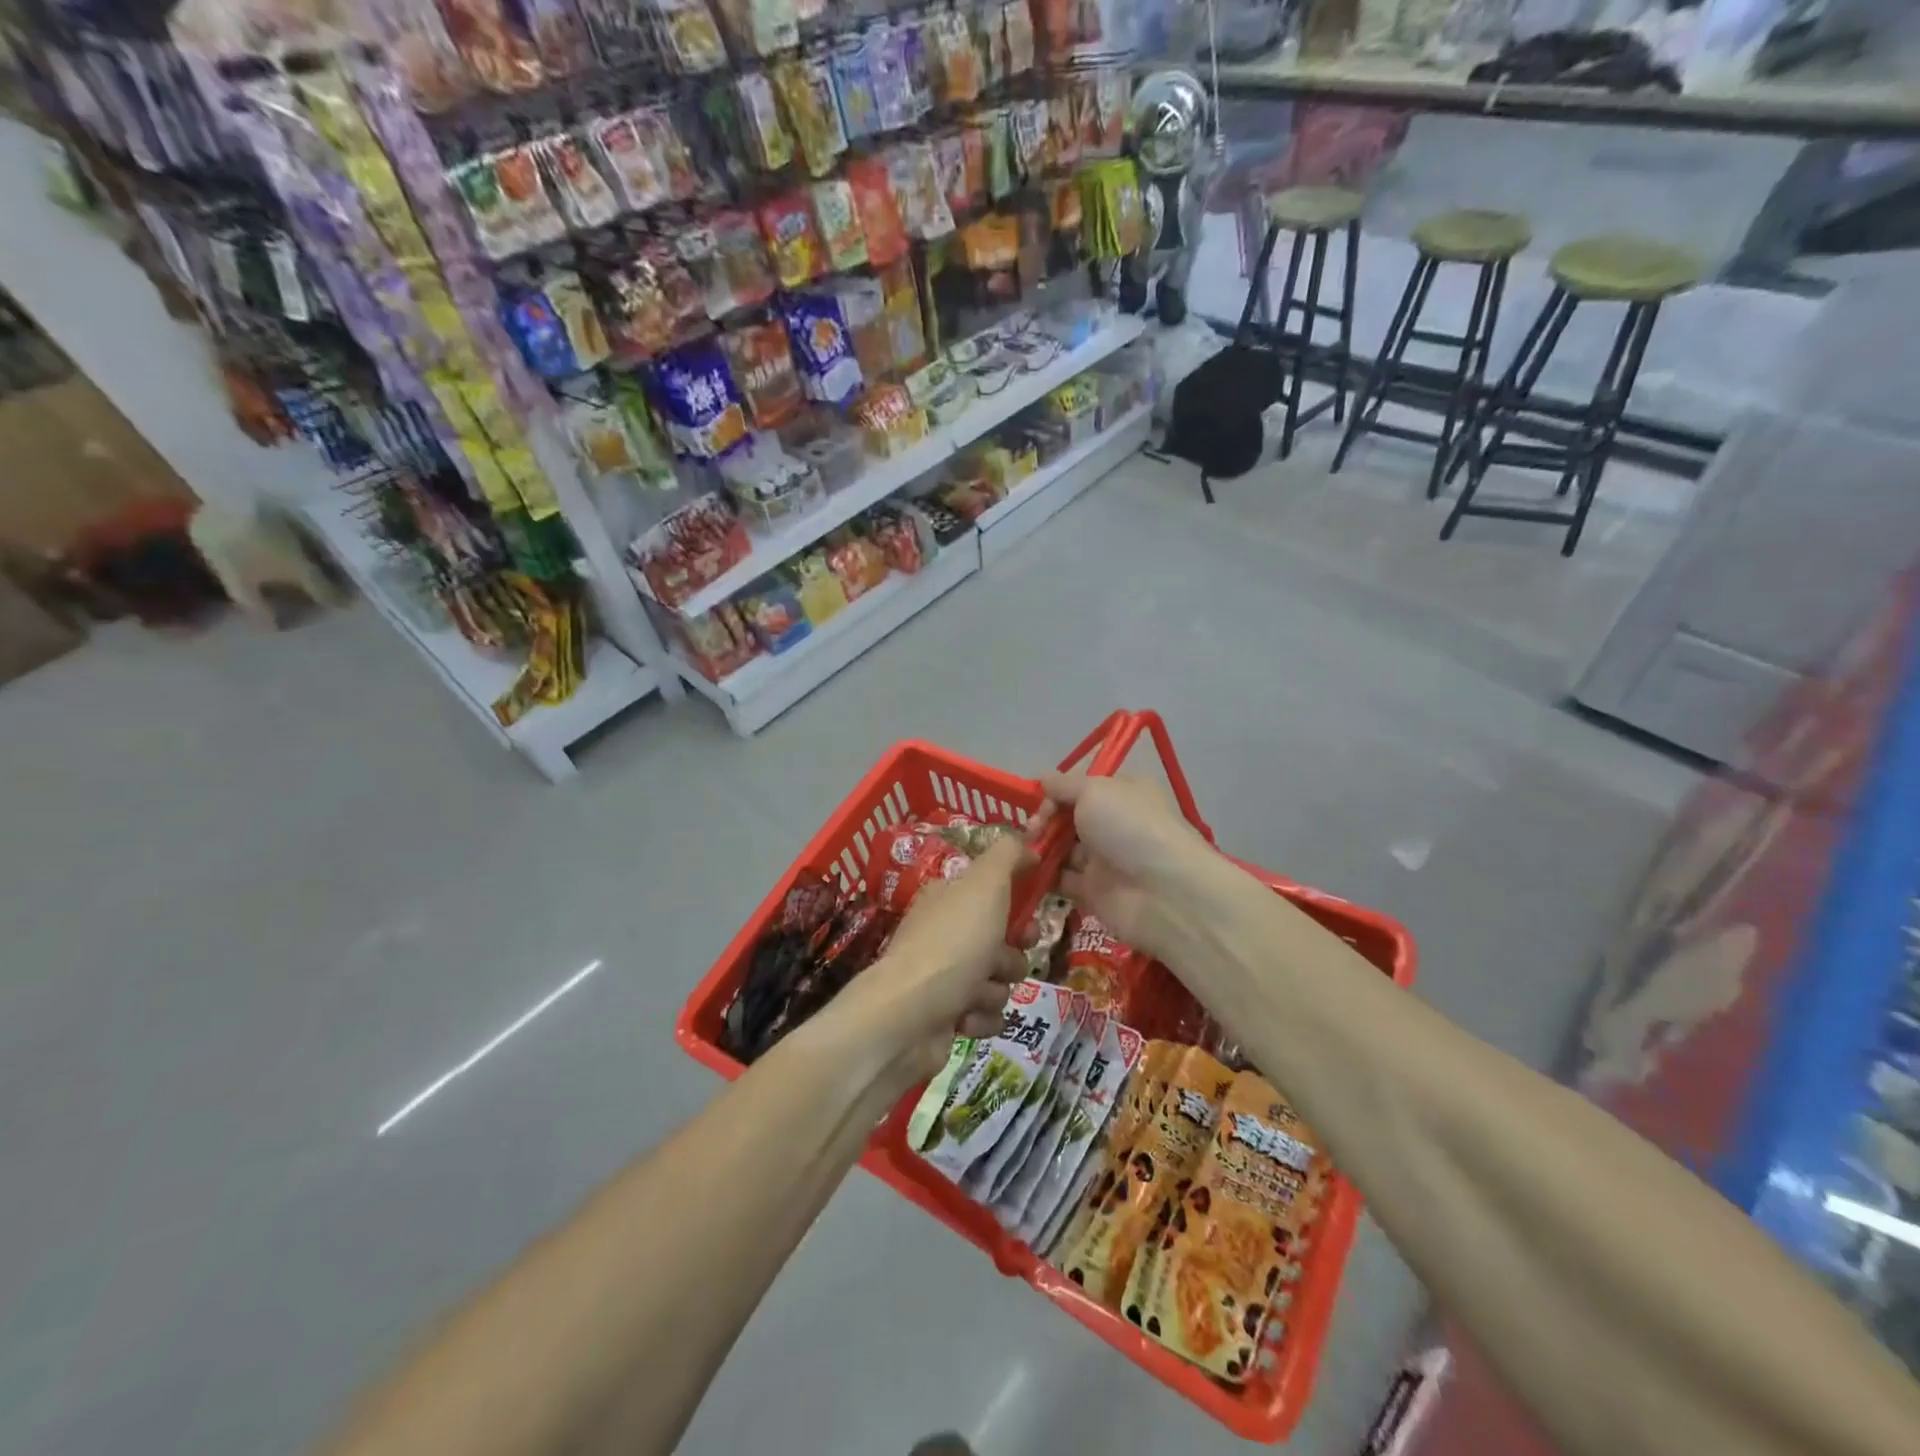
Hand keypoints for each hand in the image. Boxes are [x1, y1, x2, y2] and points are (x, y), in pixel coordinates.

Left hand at [824, 835, 1029, 1085]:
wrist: (907, 1016)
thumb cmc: (951, 944)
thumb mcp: (985, 884)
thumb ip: (1008, 855)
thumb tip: (1029, 842)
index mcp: (948, 899)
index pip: (992, 894)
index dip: (1017, 906)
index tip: (1031, 918)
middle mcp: (944, 934)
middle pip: (1000, 942)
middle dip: (1011, 956)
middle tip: (1004, 961)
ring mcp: (942, 978)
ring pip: (997, 981)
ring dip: (994, 989)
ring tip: (975, 993)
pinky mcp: (945, 1017)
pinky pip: (985, 1016)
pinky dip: (981, 1018)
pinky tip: (965, 1018)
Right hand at [1036, 772, 1218, 965]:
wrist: (1162, 893)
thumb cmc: (1129, 827)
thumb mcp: (1094, 790)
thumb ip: (1064, 785)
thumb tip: (1043, 778)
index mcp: (1122, 792)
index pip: (1081, 787)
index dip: (1056, 793)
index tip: (1039, 802)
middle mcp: (1114, 823)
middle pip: (1069, 818)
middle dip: (1044, 821)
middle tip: (1031, 831)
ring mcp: (1105, 859)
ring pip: (1062, 849)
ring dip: (1040, 848)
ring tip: (1022, 851)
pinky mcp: (1094, 892)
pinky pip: (1061, 880)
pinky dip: (1042, 876)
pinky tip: (1025, 872)